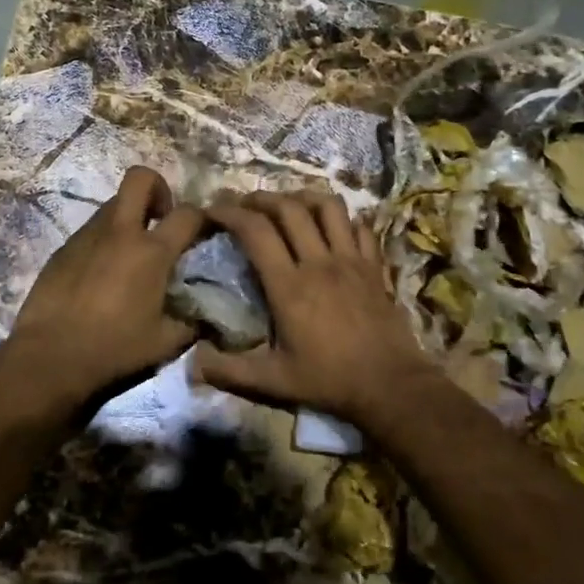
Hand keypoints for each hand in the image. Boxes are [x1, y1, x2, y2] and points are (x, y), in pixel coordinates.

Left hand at [7, 166, 205, 405]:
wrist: (49, 358)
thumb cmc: (114, 349)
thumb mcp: (165, 343)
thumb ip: (192, 323)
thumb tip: (206, 316)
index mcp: (151, 252)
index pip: (188, 214)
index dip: (203, 217)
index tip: (205, 232)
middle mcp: (120, 232)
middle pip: (140, 177)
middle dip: (158, 188)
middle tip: (161, 220)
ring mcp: (87, 236)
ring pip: (113, 204)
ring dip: (129, 217)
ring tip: (131, 254)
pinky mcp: (63, 249)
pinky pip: (91, 231)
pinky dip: (104, 241)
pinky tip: (102, 275)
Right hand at [194, 191, 433, 424]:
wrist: (391, 385)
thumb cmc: (329, 381)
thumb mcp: (273, 382)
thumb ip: (229, 371)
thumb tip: (192, 362)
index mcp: (289, 286)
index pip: (255, 231)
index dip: (230, 213)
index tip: (213, 209)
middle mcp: (319, 263)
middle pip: (289, 208)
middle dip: (261, 198)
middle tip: (244, 204)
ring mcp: (351, 260)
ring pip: (328, 207)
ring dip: (303, 198)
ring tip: (288, 205)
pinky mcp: (375, 266)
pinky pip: (360, 226)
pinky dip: (343, 219)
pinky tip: (332, 228)